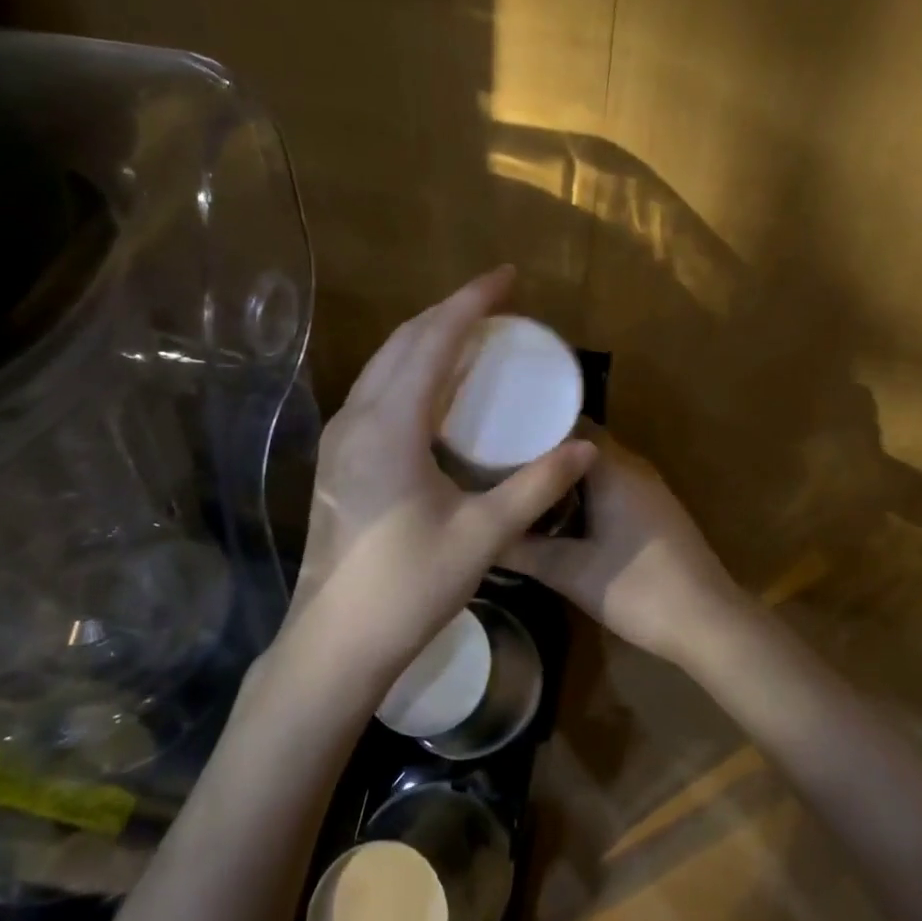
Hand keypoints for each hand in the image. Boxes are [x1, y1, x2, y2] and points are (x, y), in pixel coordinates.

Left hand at [286, 267, 596, 685]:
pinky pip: (377, 388)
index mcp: (390, 426)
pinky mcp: (339, 457)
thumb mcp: (482, 535)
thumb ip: (536, 486)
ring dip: (427, 336)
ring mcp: (341, 437)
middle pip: (404, 341)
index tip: (507, 277)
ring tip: (471, 329)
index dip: (472, 303)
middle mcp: (357, 417)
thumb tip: (586, 447)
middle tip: (496, 300)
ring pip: (385, 362)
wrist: (335, 643)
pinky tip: (436, 383)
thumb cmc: (408, 587)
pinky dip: (411, 367)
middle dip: (450, 311)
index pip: (434, 341)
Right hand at [500, 433, 745, 666]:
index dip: (530, 429)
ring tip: (518, 488)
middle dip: (541, 455)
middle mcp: (632, 467)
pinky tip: (555, 516)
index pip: (566, 426)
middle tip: (495, 465)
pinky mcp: (653, 512)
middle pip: (579, 446)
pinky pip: (609, 487)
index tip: (494, 438)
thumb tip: (482, 536)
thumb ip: (523, 550)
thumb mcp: (570, 572)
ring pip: (595, 468)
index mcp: (612, 468)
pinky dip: (581, 494)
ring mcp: (647, 489)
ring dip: (561, 477)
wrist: (708, 622)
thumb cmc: (638, 589)